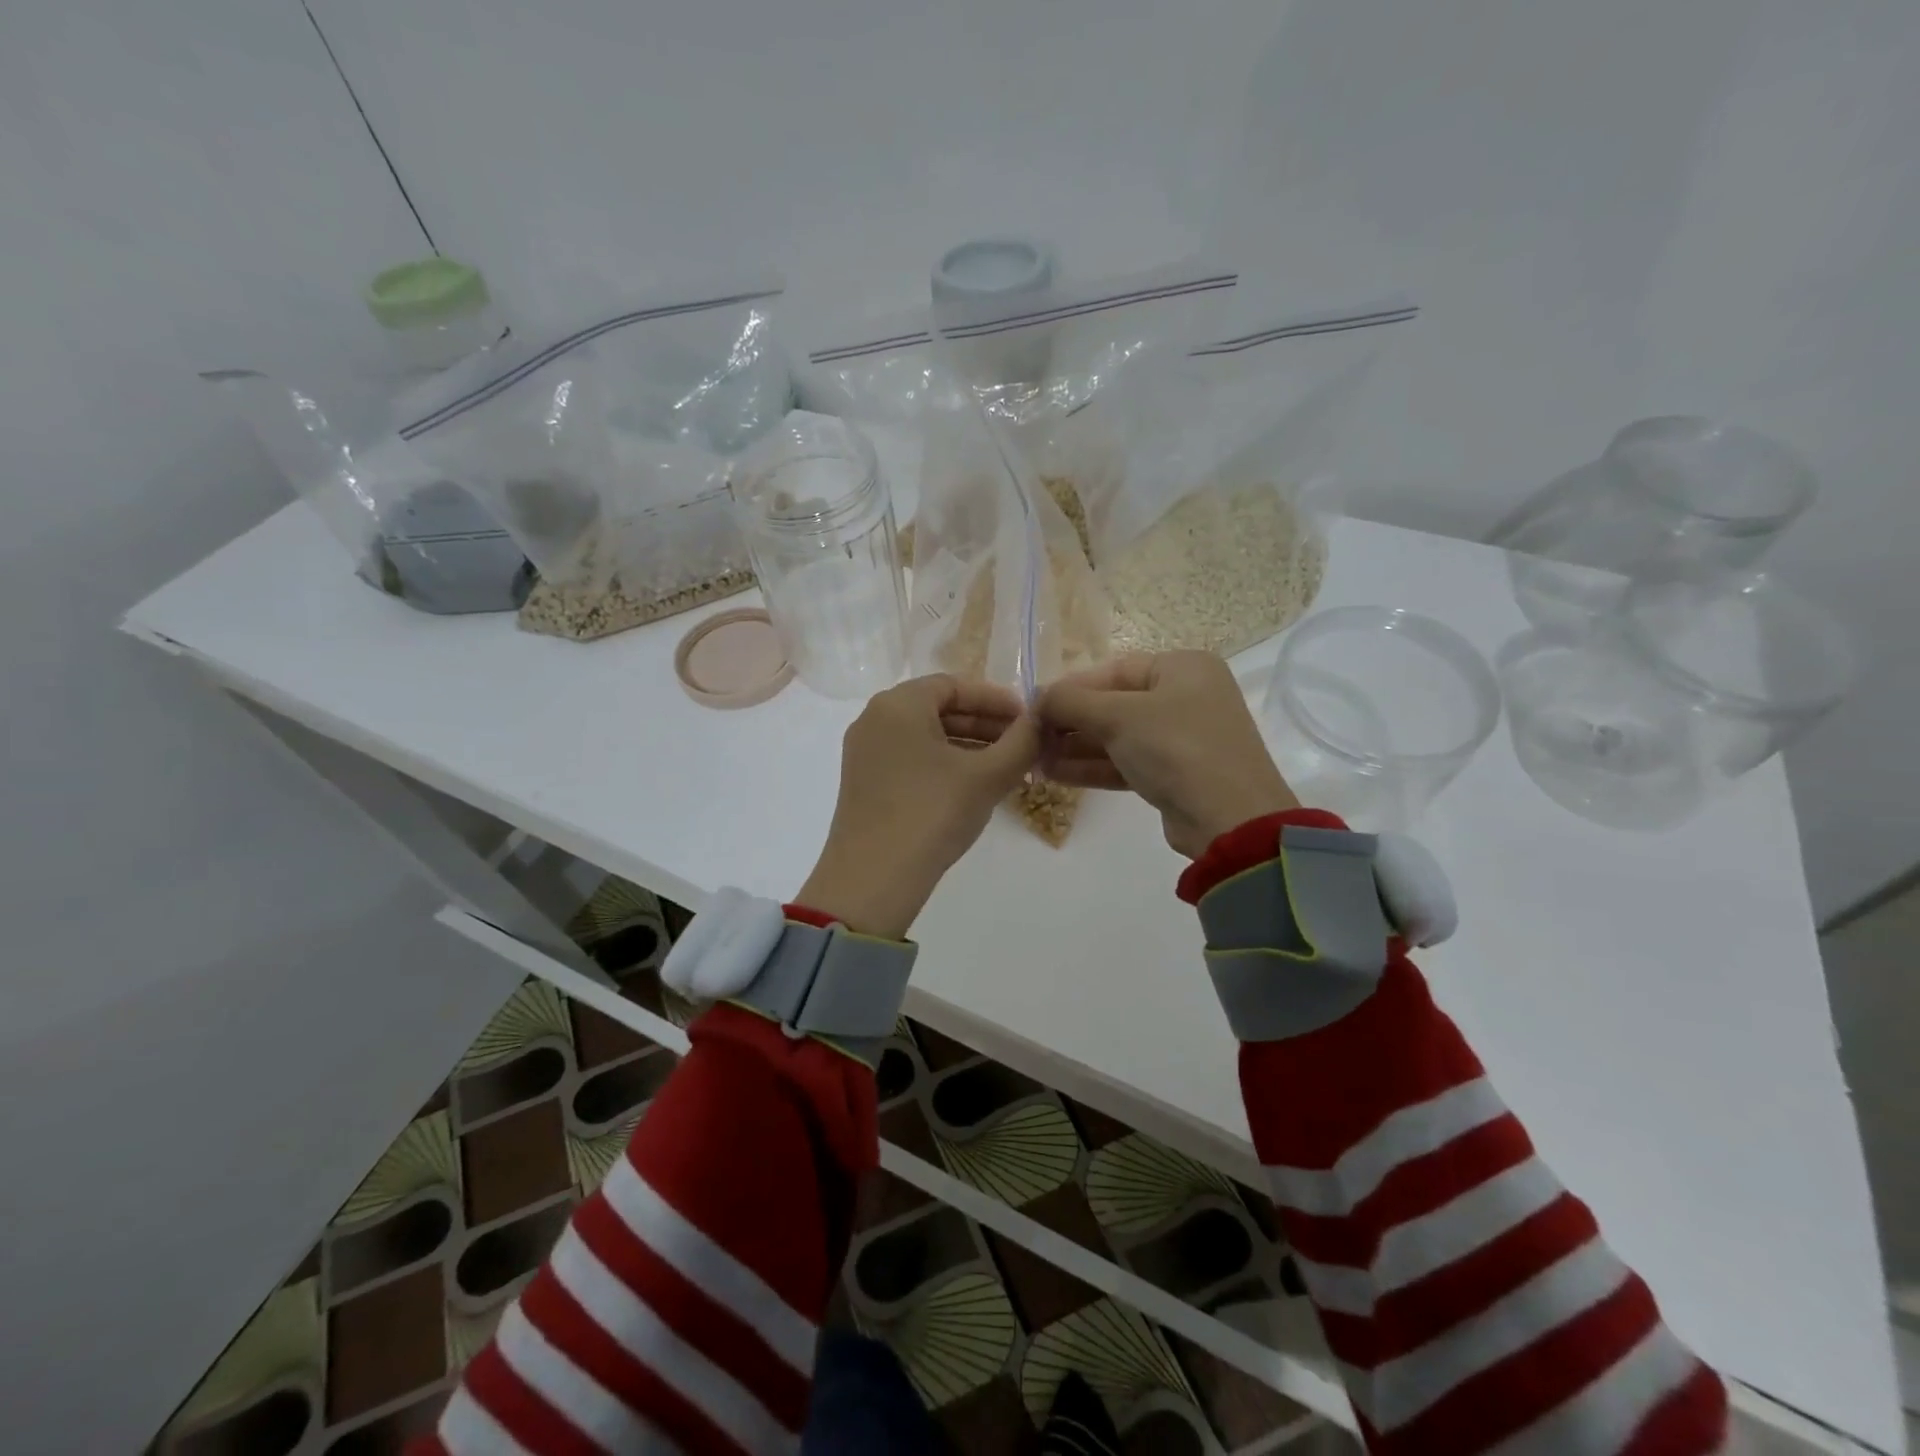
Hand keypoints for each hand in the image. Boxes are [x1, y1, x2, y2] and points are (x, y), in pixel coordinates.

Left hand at [797, 675, 1040, 937]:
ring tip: (1005, 768)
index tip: (1028, 719)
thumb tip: (1042, 719)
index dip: (996, 699)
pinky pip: (910, 758)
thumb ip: (1022, 742)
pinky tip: (972, 787)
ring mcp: (864, 752)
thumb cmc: (932, 813)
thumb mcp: (987, 776)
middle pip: (938, 708)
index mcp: (898, 704)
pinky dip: (943, 764)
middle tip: (1022, 745)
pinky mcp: (863, 783)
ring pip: (925, 736)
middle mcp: (874, 719)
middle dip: (984, 724)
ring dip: (967, 746)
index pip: (954, 685)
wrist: (873, 880)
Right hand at [1038, 651, 1298, 857]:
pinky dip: (1093, 767)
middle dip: (1070, 722)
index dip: (1070, 688)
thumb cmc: (1176, 748)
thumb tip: (1037, 698)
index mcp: (1182, 668)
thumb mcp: (1119, 716)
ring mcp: (1182, 737)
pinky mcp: (1175, 773)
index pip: (1113, 670)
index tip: (1033, 707)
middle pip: (1114, 703)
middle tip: (1031, 738)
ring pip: (1118, 736)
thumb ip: (1071, 702)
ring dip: (1076, 747)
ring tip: (1035, 759)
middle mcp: (1185, 696)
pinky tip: (1055, 774)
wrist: (1230, 819)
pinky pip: (1127, 762)